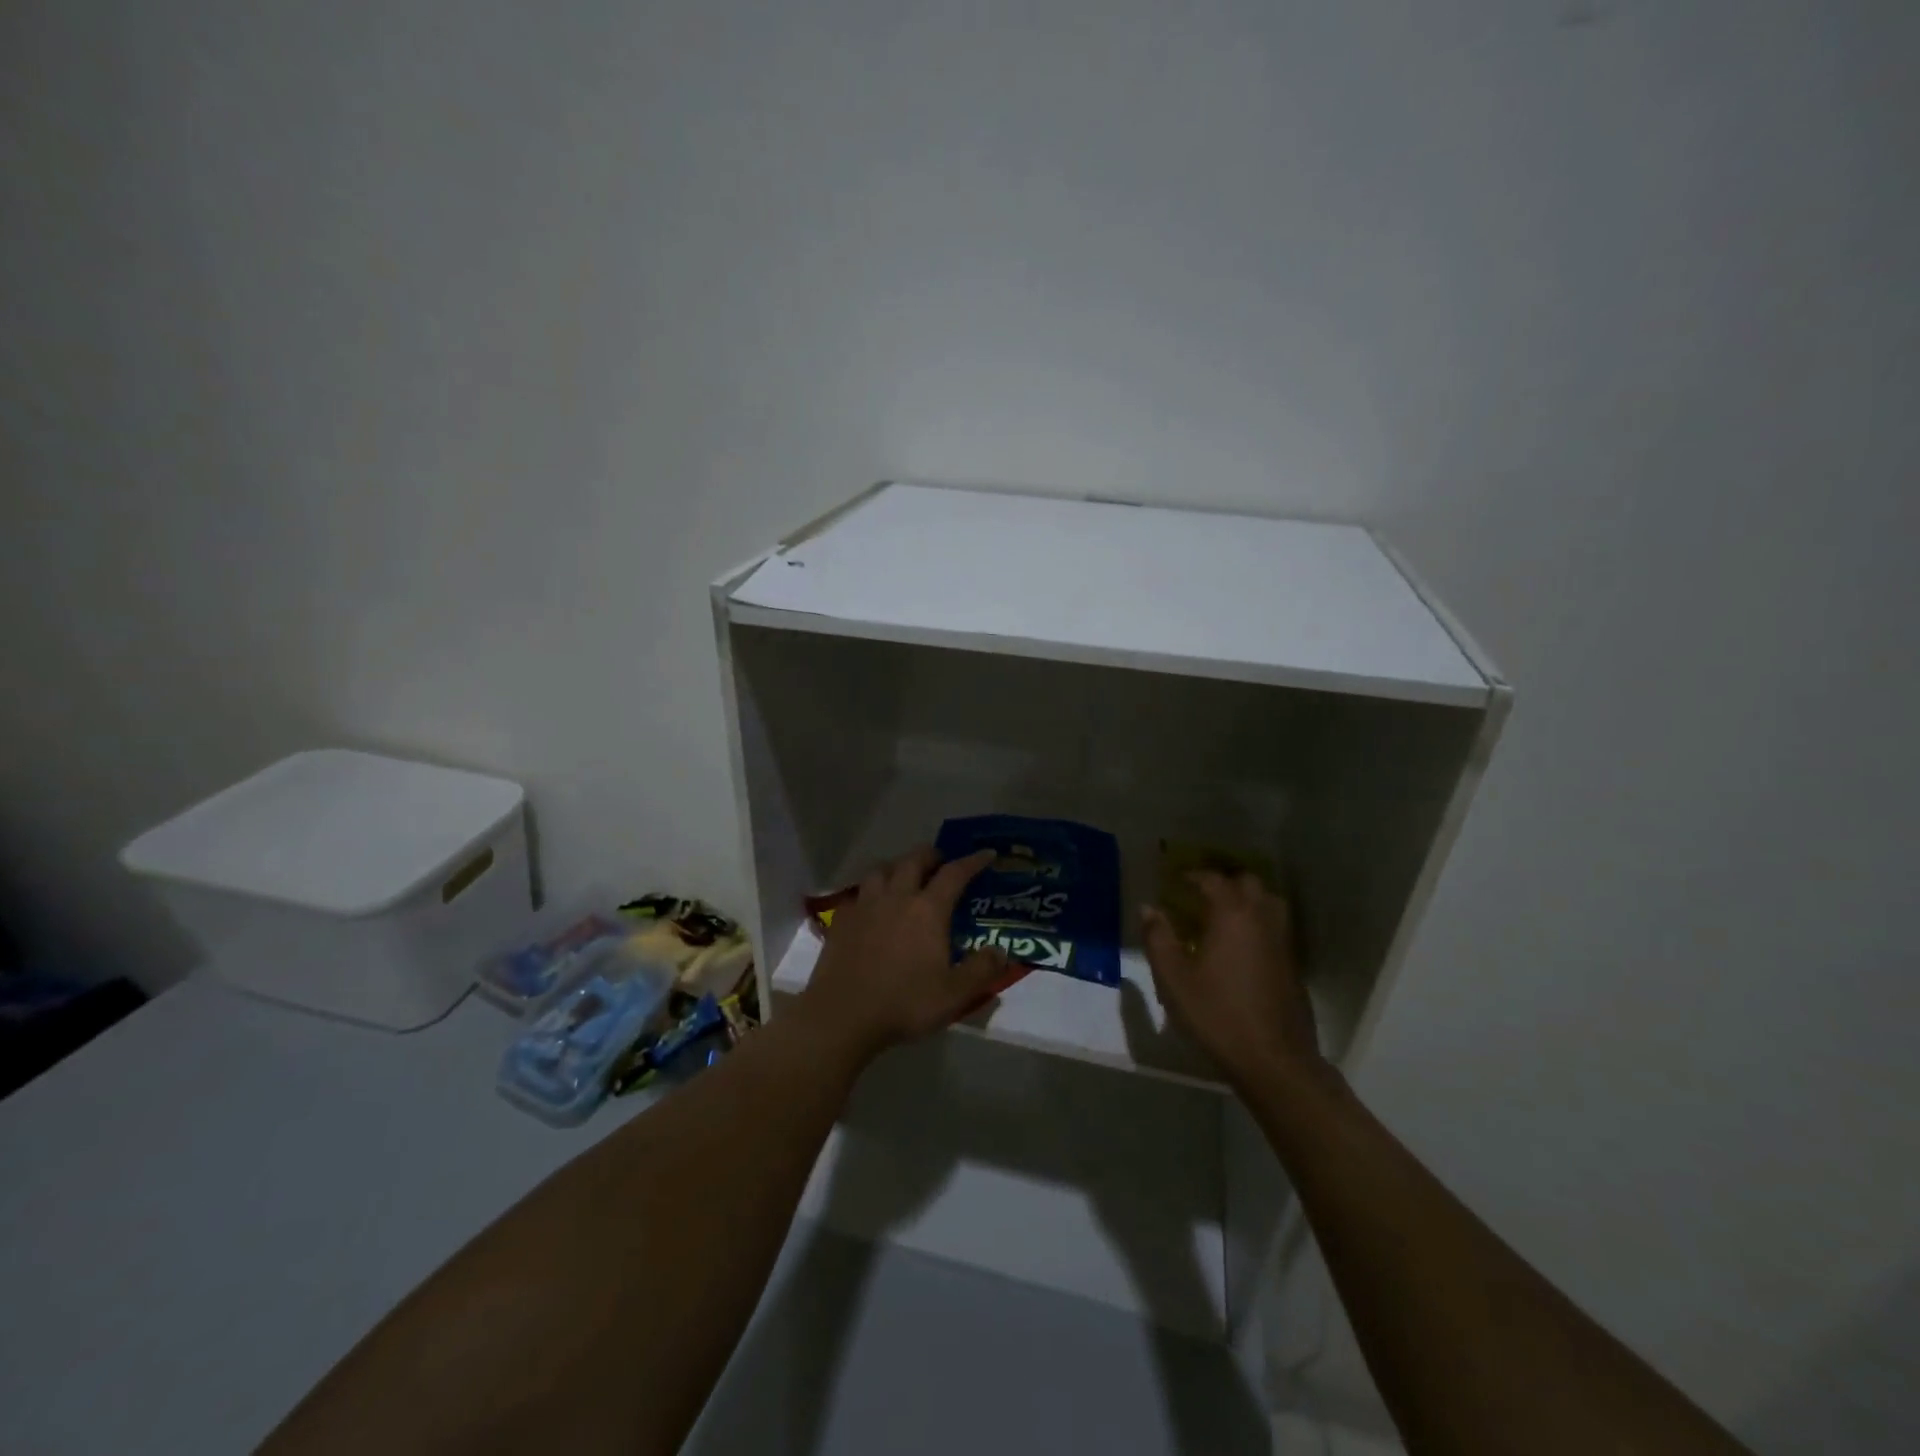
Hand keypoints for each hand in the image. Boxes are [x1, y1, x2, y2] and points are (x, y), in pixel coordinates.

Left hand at [797, 846, 1010, 1061]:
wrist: (842, 1015)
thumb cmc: (904, 1003)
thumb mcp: (954, 994)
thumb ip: (982, 970)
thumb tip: (1001, 951)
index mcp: (928, 910)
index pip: (954, 874)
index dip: (973, 861)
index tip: (986, 853)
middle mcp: (897, 897)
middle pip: (914, 860)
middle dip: (931, 855)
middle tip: (941, 862)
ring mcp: (865, 906)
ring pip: (881, 870)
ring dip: (897, 866)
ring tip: (904, 876)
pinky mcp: (842, 920)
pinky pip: (858, 893)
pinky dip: (870, 891)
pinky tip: (872, 905)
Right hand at [1141, 872, 1325, 1086]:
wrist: (1274, 1060)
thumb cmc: (1217, 1014)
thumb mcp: (1174, 978)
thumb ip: (1158, 938)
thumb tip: (1149, 909)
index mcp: (1232, 915)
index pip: (1213, 879)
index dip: (1192, 876)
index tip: (1174, 880)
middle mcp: (1261, 919)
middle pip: (1248, 882)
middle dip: (1223, 881)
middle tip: (1199, 893)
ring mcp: (1282, 941)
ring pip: (1268, 901)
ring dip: (1246, 898)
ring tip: (1222, 914)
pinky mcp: (1292, 964)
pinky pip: (1275, 926)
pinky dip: (1257, 921)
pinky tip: (1239, 944)